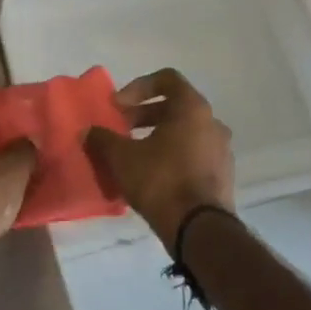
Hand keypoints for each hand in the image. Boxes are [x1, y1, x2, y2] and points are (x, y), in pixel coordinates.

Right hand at [84, 68, 234, 251]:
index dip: (138, 87)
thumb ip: (103, 139)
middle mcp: (212, 123)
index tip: (118, 106)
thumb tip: (88, 132)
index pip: (167, 79)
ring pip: (184, 132)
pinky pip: (193, 154)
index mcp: (192, 108)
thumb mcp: (122, 158)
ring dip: (157, 136)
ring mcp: (221, 150)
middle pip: (174, 106)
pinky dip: (172, 155)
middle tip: (120, 129)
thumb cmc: (161, 181)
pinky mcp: (222, 175)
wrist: (200, 230)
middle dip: (143, 115)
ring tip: (133, 154)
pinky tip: (151, 175)